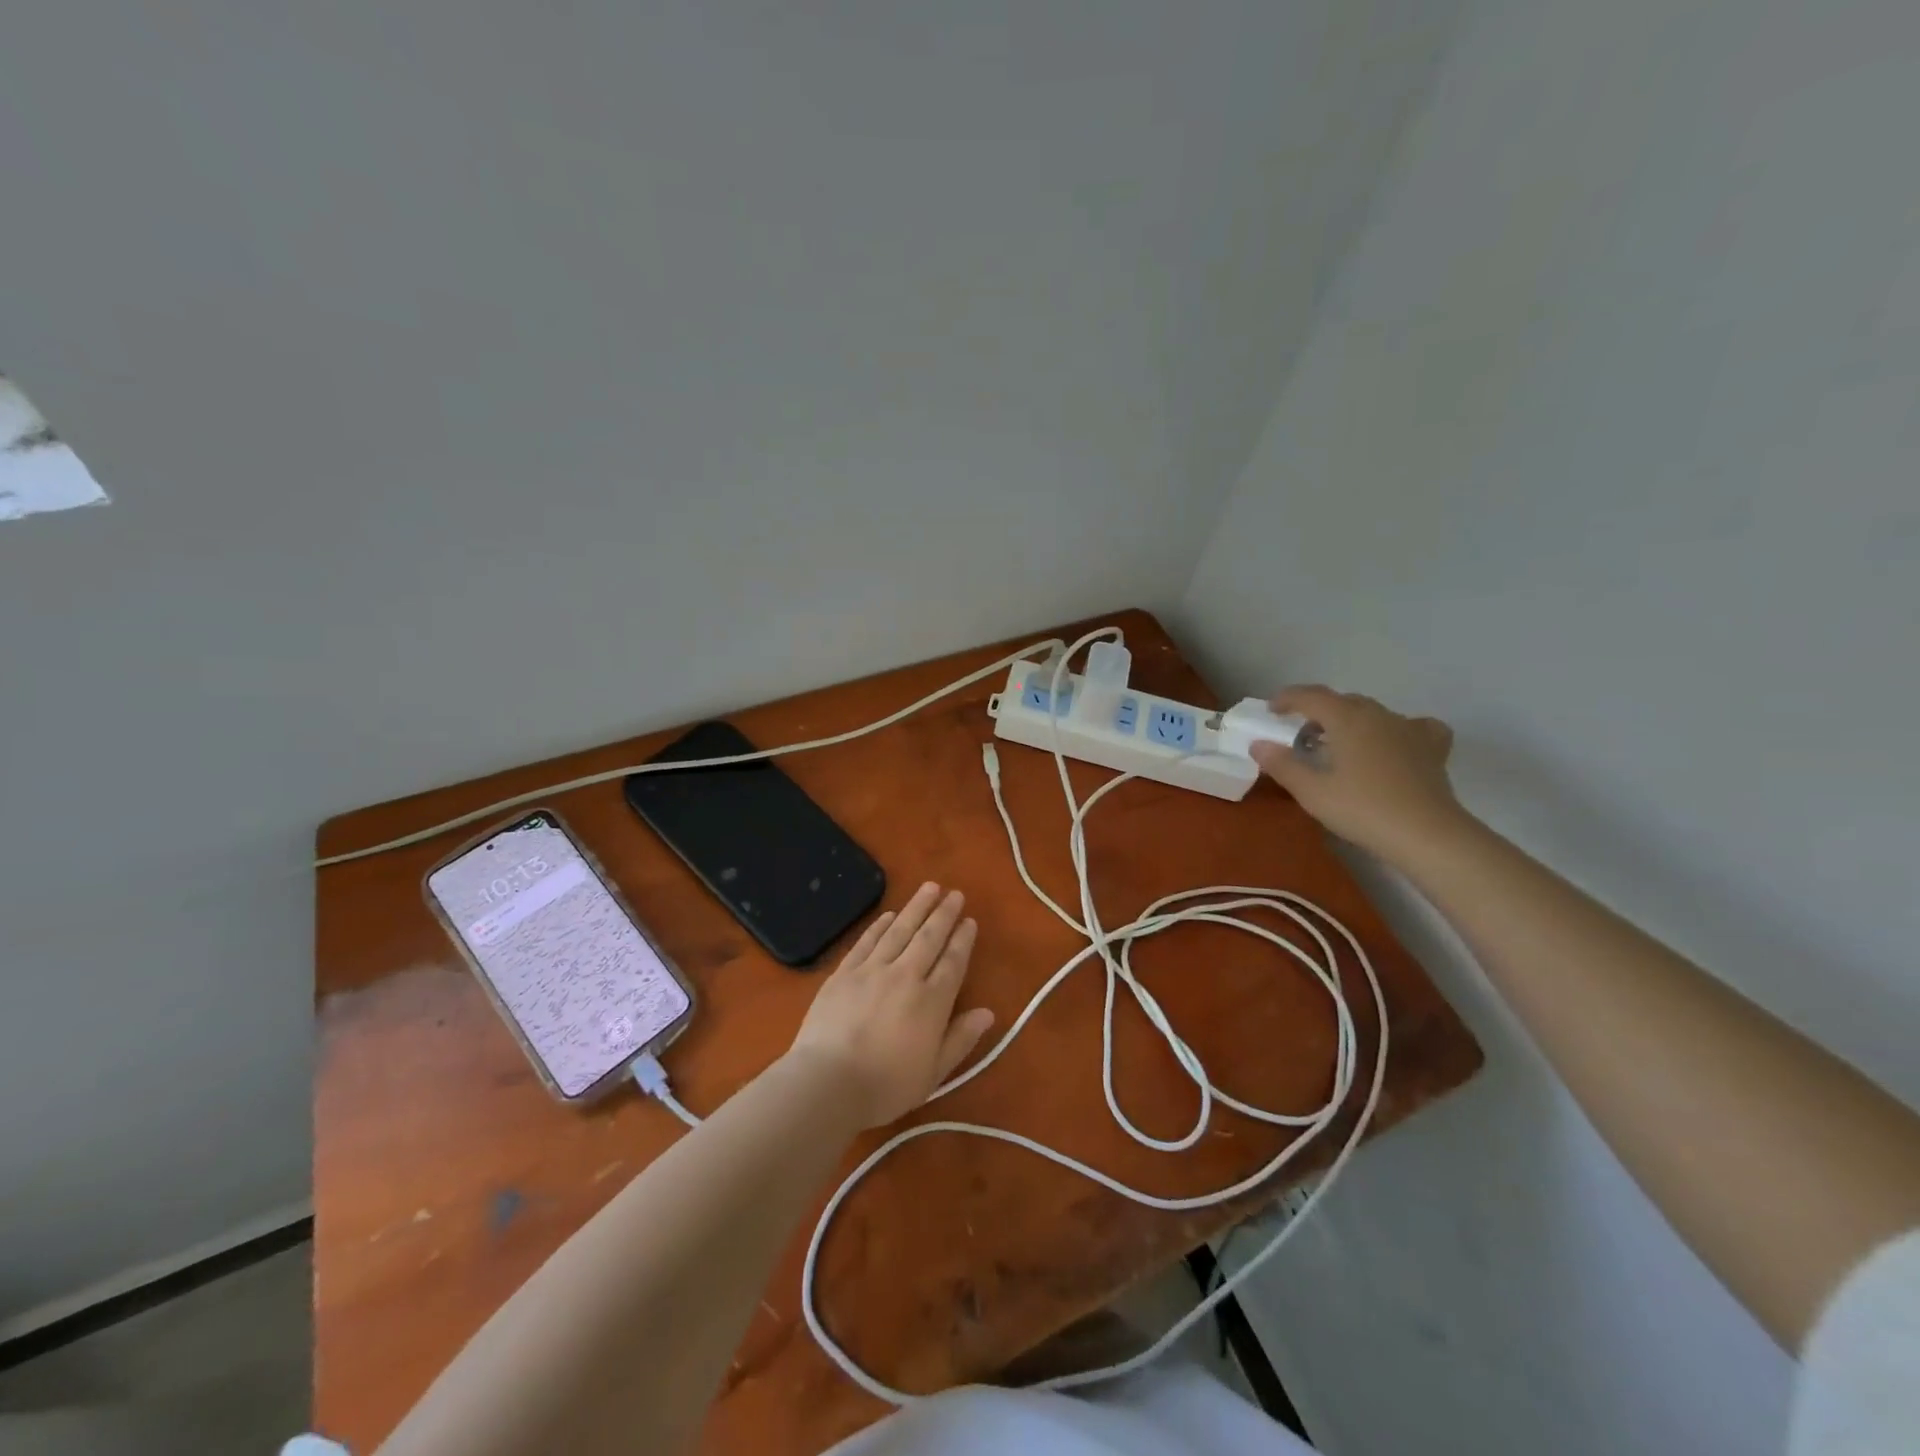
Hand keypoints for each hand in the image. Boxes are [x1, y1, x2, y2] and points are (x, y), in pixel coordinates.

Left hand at [784, 882, 995, 1129]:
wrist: (827, 1083)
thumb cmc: (885, 1086)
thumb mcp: (933, 1073)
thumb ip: (960, 1039)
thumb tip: (987, 1012)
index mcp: (931, 1002)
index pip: (953, 962)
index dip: (963, 939)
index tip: (970, 920)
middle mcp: (905, 976)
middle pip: (929, 937)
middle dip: (944, 914)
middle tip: (955, 893)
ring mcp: (872, 970)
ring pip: (900, 930)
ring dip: (916, 907)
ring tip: (929, 887)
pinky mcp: (844, 972)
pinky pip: (867, 941)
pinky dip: (880, 925)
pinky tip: (889, 914)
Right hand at [1249, 686, 1465, 862]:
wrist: (1427, 834)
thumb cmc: (1363, 809)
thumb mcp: (1312, 791)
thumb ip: (1283, 765)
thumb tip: (1259, 744)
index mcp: (1347, 719)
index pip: (1311, 696)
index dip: (1288, 698)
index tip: (1271, 710)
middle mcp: (1378, 715)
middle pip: (1342, 702)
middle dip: (1317, 711)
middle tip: (1300, 734)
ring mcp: (1409, 729)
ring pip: (1373, 713)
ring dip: (1350, 720)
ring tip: (1339, 743)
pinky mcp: (1432, 748)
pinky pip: (1412, 727)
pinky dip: (1396, 730)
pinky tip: (1393, 743)